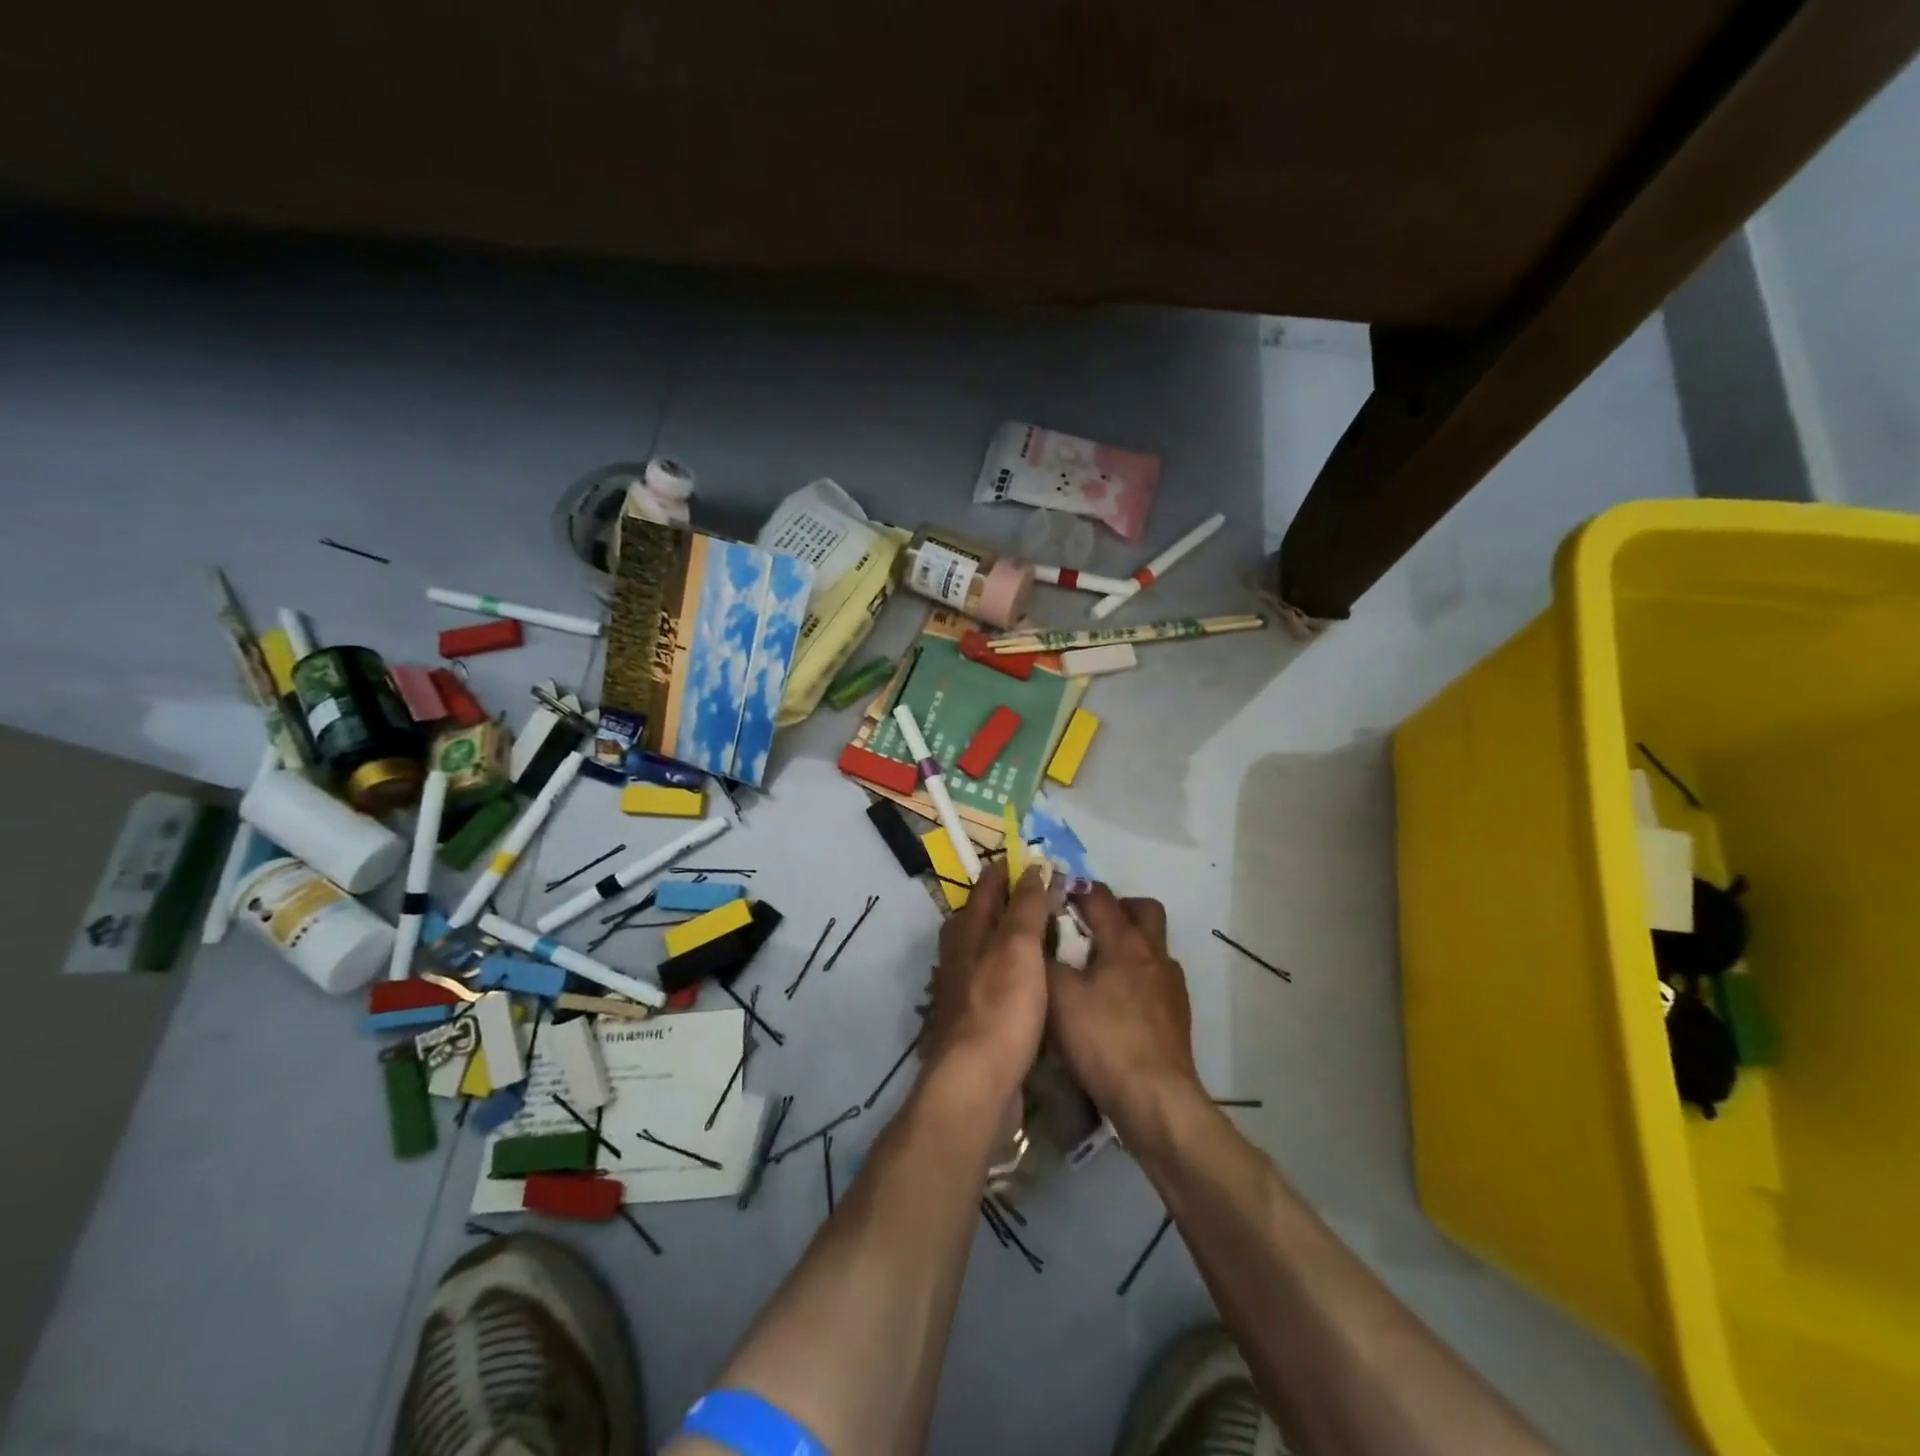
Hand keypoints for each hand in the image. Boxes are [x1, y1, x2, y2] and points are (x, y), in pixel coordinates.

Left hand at [924, 861, 1052, 1092]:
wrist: (976, 1083)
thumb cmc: (1000, 1007)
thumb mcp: (1018, 948)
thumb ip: (1026, 907)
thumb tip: (1033, 866)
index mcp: (966, 931)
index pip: (987, 887)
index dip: (1008, 870)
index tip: (1034, 860)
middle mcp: (959, 955)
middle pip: (982, 917)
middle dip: (1008, 902)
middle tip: (1045, 895)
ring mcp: (964, 989)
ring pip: (988, 950)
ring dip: (1012, 937)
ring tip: (1046, 934)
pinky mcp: (975, 1020)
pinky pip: (996, 982)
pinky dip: (1015, 971)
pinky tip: (1035, 982)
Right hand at [1046, 884, 1199, 1130]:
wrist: (1156, 1099)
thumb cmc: (1103, 1040)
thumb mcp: (1058, 997)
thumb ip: (1044, 961)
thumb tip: (1034, 939)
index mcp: (1124, 941)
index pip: (1100, 896)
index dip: (1075, 887)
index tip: (1053, 890)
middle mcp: (1153, 954)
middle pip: (1143, 910)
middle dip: (1117, 907)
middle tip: (1087, 923)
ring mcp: (1170, 984)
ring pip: (1152, 945)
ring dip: (1128, 943)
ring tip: (1097, 965)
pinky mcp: (1177, 1014)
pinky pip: (1156, 978)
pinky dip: (1136, 977)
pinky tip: (1115, 1002)